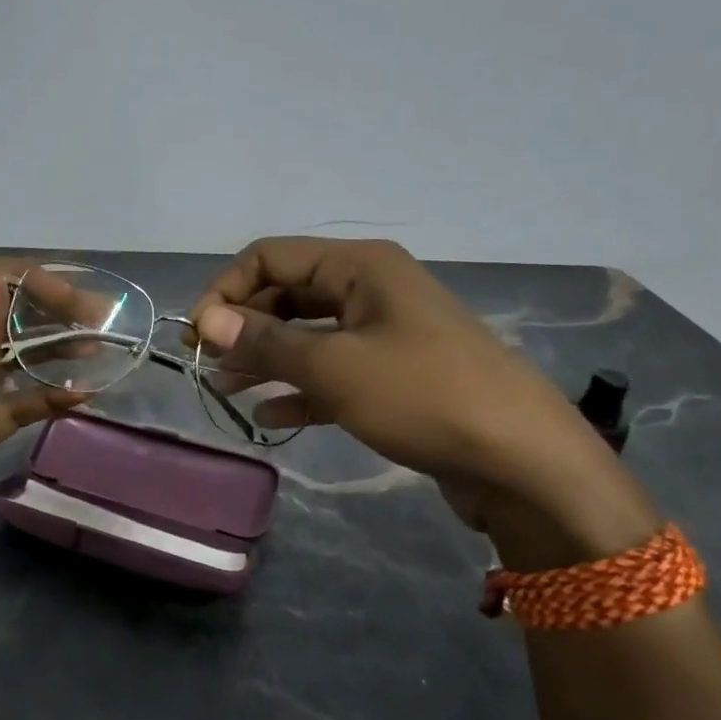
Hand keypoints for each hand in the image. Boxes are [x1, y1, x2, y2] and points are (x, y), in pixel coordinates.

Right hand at [190, 237, 660, 558]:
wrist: (523, 461)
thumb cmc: (423, 396)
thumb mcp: (334, 366)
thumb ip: (265, 341)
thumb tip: (206, 321)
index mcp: (358, 267)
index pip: (269, 258)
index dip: (225, 291)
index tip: (197, 336)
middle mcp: (369, 289)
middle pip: (286, 295)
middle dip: (243, 327)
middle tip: (208, 367)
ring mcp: (383, 333)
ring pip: (306, 335)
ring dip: (265, 359)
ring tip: (225, 391)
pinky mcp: (393, 376)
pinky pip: (332, 371)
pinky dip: (299, 388)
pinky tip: (270, 416)